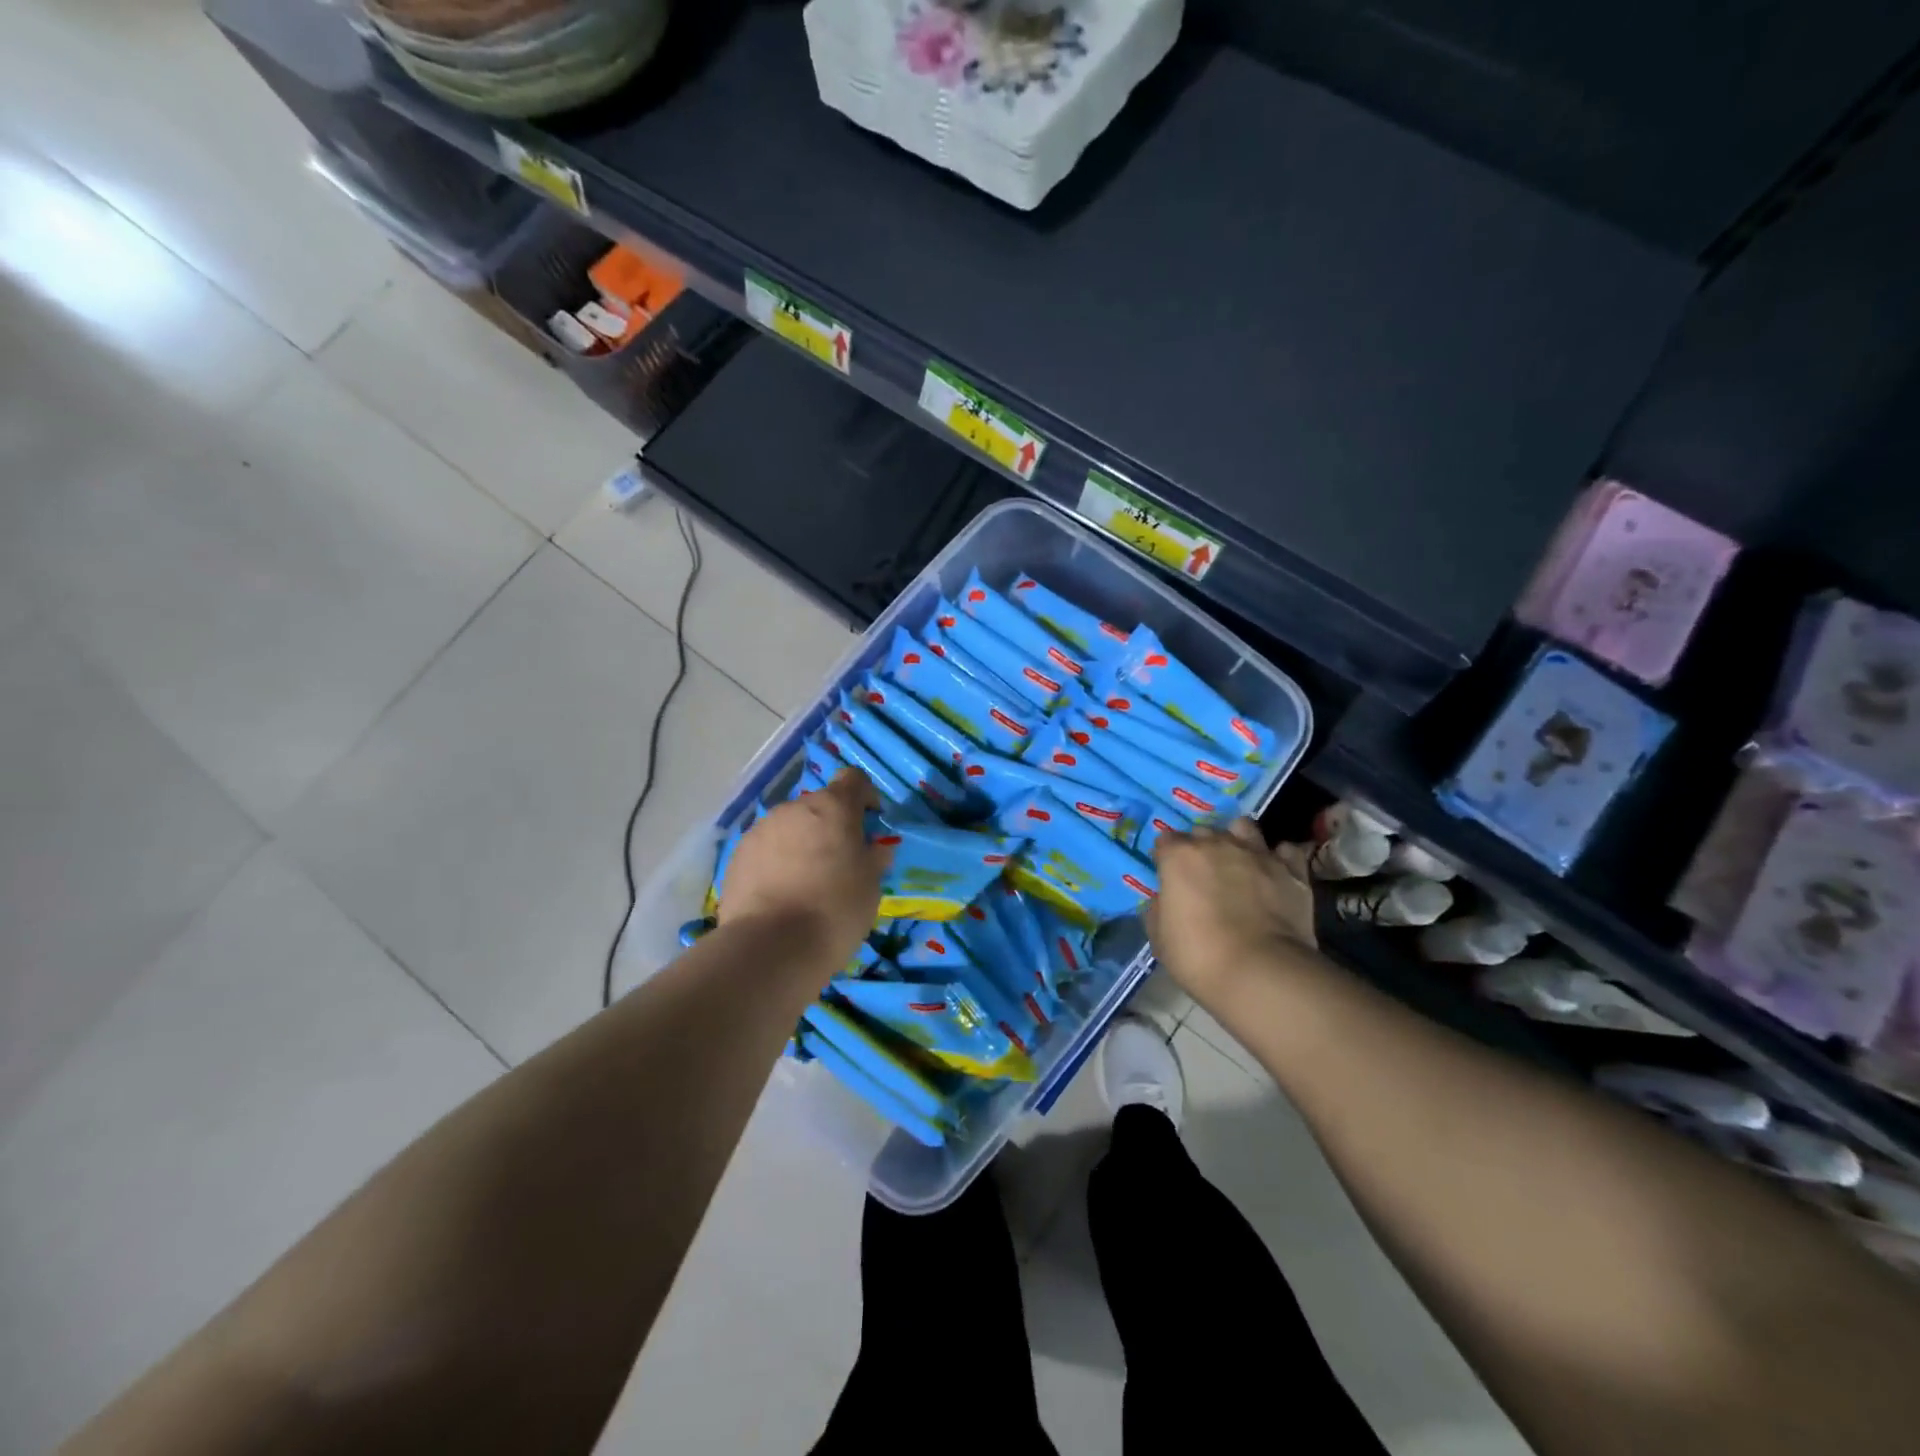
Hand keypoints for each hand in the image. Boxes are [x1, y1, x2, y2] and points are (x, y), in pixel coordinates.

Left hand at [720, 770, 892, 977]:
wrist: (772, 946)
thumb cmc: (836, 909)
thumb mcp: (871, 885)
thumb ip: (874, 857)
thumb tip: (874, 847)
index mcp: (833, 807)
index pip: (853, 779)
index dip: (864, 796)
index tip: (870, 823)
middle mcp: (794, 808)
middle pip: (818, 806)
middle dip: (830, 826)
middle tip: (839, 861)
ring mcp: (761, 830)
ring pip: (789, 827)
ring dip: (801, 843)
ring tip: (806, 882)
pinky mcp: (738, 856)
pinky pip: (766, 850)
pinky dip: (776, 862)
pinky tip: (781, 894)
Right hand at [1146, 820, 1317, 1009]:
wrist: (1261, 972)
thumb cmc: (1199, 956)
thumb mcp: (1160, 937)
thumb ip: (1160, 908)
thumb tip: (1167, 899)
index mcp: (1179, 857)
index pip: (1166, 841)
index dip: (1166, 858)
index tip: (1168, 876)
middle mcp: (1217, 844)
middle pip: (1203, 832)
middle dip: (1200, 848)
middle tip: (1203, 876)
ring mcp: (1257, 854)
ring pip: (1244, 828)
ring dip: (1237, 839)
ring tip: (1238, 862)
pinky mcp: (1292, 870)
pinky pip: (1285, 851)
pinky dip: (1279, 858)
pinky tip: (1275, 872)